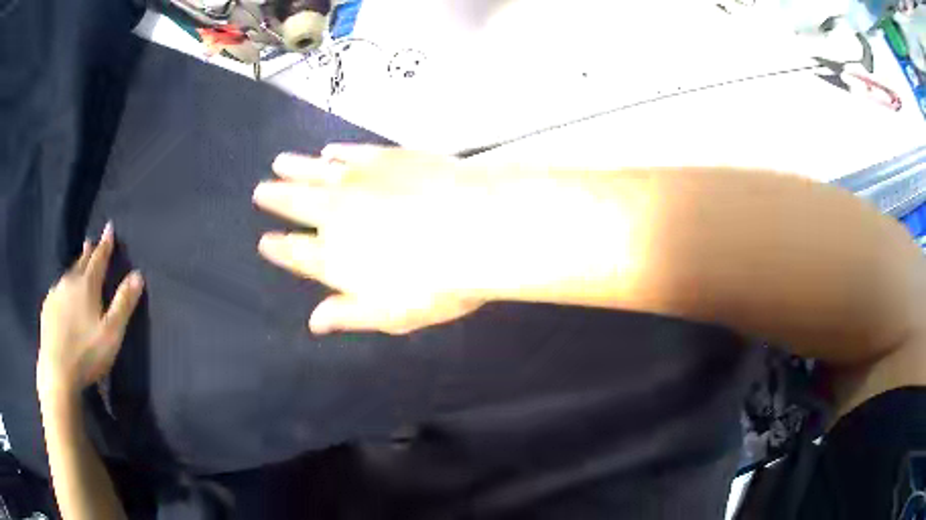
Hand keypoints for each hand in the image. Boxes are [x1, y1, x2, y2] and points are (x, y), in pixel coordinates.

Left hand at [38, 223, 143, 395]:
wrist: (57, 373)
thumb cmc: (87, 354)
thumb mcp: (112, 332)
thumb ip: (124, 303)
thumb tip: (138, 274)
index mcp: (86, 285)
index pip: (99, 258)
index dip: (106, 243)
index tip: (110, 227)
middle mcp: (69, 282)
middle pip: (81, 262)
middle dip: (88, 252)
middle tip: (91, 242)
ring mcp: (55, 295)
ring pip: (67, 276)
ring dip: (75, 269)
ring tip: (78, 266)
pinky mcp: (46, 309)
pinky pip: (57, 291)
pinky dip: (63, 287)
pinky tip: (62, 294)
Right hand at [253, 145, 632, 334]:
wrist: (478, 227)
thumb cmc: (438, 282)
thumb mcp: (391, 314)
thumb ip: (348, 315)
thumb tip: (315, 323)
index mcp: (335, 256)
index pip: (296, 253)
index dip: (278, 248)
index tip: (265, 241)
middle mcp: (338, 213)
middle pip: (296, 202)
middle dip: (275, 197)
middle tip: (260, 190)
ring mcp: (360, 180)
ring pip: (315, 171)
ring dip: (294, 167)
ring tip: (279, 162)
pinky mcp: (385, 157)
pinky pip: (350, 153)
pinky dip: (335, 152)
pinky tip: (328, 151)